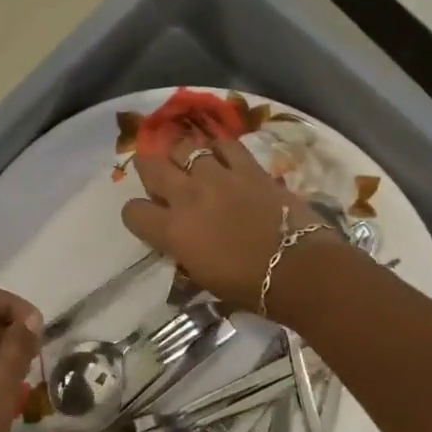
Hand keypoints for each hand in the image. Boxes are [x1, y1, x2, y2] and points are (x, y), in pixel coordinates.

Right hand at [121, 136, 333, 310]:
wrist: (298, 269)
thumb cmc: (248, 286)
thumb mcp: (202, 278)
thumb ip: (183, 252)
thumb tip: (179, 242)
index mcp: (172, 230)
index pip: (133, 211)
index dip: (136, 214)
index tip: (146, 218)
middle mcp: (188, 196)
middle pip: (151, 167)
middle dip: (147, 168)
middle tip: (153, 172)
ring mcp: (218, 177)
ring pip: (185, 148)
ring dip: (181, 155)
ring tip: (188, 161)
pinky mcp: (248, 168)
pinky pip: (226, 144)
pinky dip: (219, 148)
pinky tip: (221, 155)